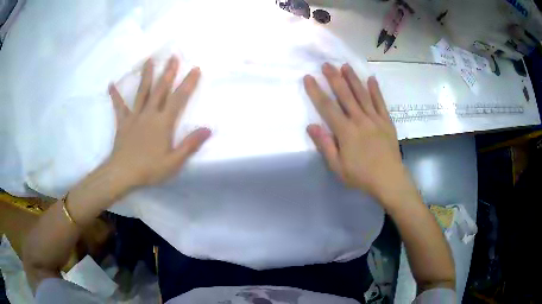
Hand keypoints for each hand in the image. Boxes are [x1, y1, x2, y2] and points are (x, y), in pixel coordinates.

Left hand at [106, 56, 210, 188]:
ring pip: (142, 92)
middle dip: (168, 72)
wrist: (122, 173)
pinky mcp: (123, 122)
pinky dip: (115, 95)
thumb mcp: (174, 161)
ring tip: (150, 60)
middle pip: (160, 89)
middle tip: (173, 56)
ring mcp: (135, 116)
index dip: (188, 83)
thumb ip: (190, 144)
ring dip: (147, 75)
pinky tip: (111, 84)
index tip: (195, 68)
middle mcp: (149, 114)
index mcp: (163, 123)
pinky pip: (119, 106)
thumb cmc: (149, 169)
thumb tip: (208, 129)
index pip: (178, 99)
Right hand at [304, 63, 415, 204]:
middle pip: (345, 95)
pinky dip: (376, 90)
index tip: (309, 78)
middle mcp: (360, 120)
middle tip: (326, 64)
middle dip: (334, 78)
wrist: (389, 180)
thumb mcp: (337, 167)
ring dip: (353, 79)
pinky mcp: (386, 122)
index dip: (316, 91)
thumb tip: (311, 126)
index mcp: (346, 131)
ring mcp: (375, 119)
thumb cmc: (361, 176)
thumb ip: (325, 145)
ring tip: (345, 65)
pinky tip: (371, 79)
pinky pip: (380, 103)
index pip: (327, 107)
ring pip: (362, 94)